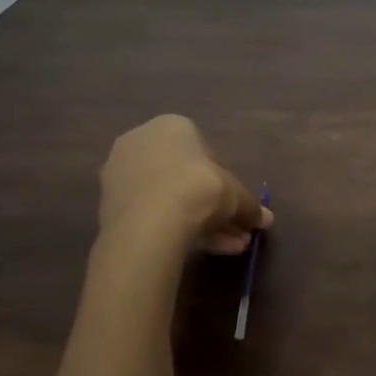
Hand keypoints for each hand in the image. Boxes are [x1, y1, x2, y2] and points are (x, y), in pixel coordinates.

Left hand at [99, 115, 270, 253]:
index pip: (207, 154)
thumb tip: (265, 220)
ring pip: (170, 198)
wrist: (148, 223)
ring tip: (228, 247)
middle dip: (214, 206)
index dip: (228, 182)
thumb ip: (250, 205)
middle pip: (186, 178)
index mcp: (172, 126)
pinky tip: (203, 250)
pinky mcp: (110, 205)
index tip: (237, 205)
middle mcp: (142, 142)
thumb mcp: (235, 196)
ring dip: (201, 221)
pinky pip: (152, 214)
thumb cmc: (198, 190)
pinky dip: (176, 228)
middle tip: (235, 230)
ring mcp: (121, 174)